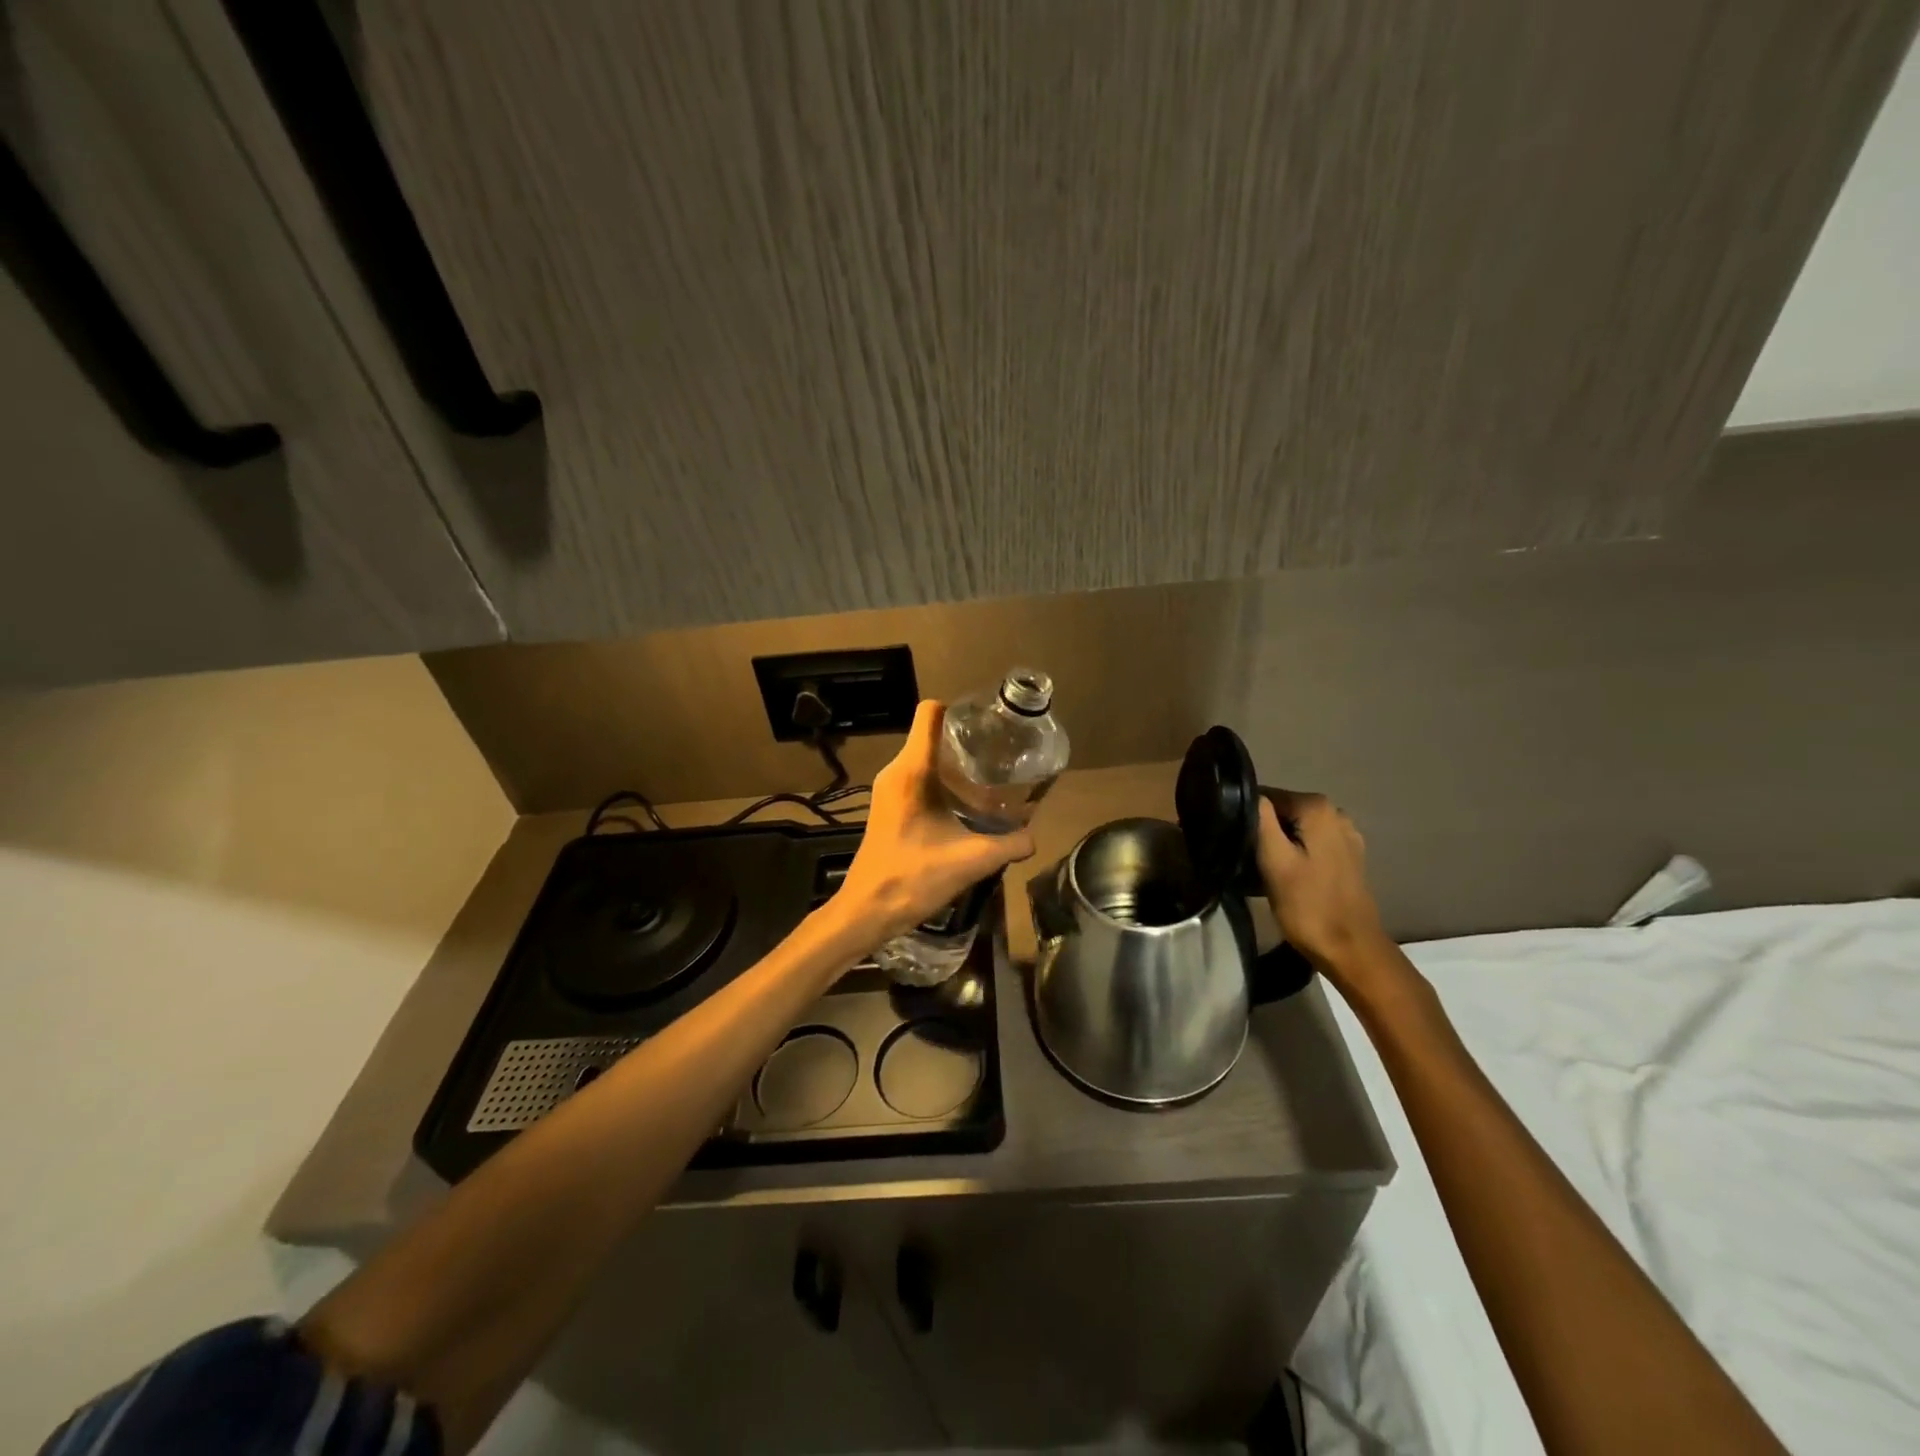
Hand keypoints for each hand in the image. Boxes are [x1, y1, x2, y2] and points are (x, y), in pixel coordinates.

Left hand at [834, 701, 1036, 943]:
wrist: (866, 911)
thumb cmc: (913, 878)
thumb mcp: (971, 861)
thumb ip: (1009, 845)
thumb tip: (1034, 837)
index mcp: (912, 771)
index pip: (930, 713)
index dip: (959, 709)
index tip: (988, 722)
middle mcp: (896, 771)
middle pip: (931, 735)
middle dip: (965, 739)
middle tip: (999, 752)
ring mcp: (887, 789)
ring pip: (924, 758)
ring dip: (953, 763)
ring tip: (988, 776)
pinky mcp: (887, 806)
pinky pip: (916, 778)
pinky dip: (940, 781)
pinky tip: (964, 803)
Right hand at [1256, 790, 1390, 979]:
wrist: (1351, 949)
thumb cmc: (1308, 905)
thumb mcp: (1274, 861)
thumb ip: (1260, 819)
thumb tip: (1247, 792)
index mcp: (1317, 807)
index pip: (1264, 796)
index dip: (1245, 817)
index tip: (1236, 843)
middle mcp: (1334, 812)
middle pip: (1280, 811)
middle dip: (1261, 831)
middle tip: (1247, 861)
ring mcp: (1344, 834)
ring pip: (1293, 828)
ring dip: (1276, 845)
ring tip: (1262, 871)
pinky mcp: (1346, 855)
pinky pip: (1308, 842)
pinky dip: (1293, 854)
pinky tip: (1286, 877)